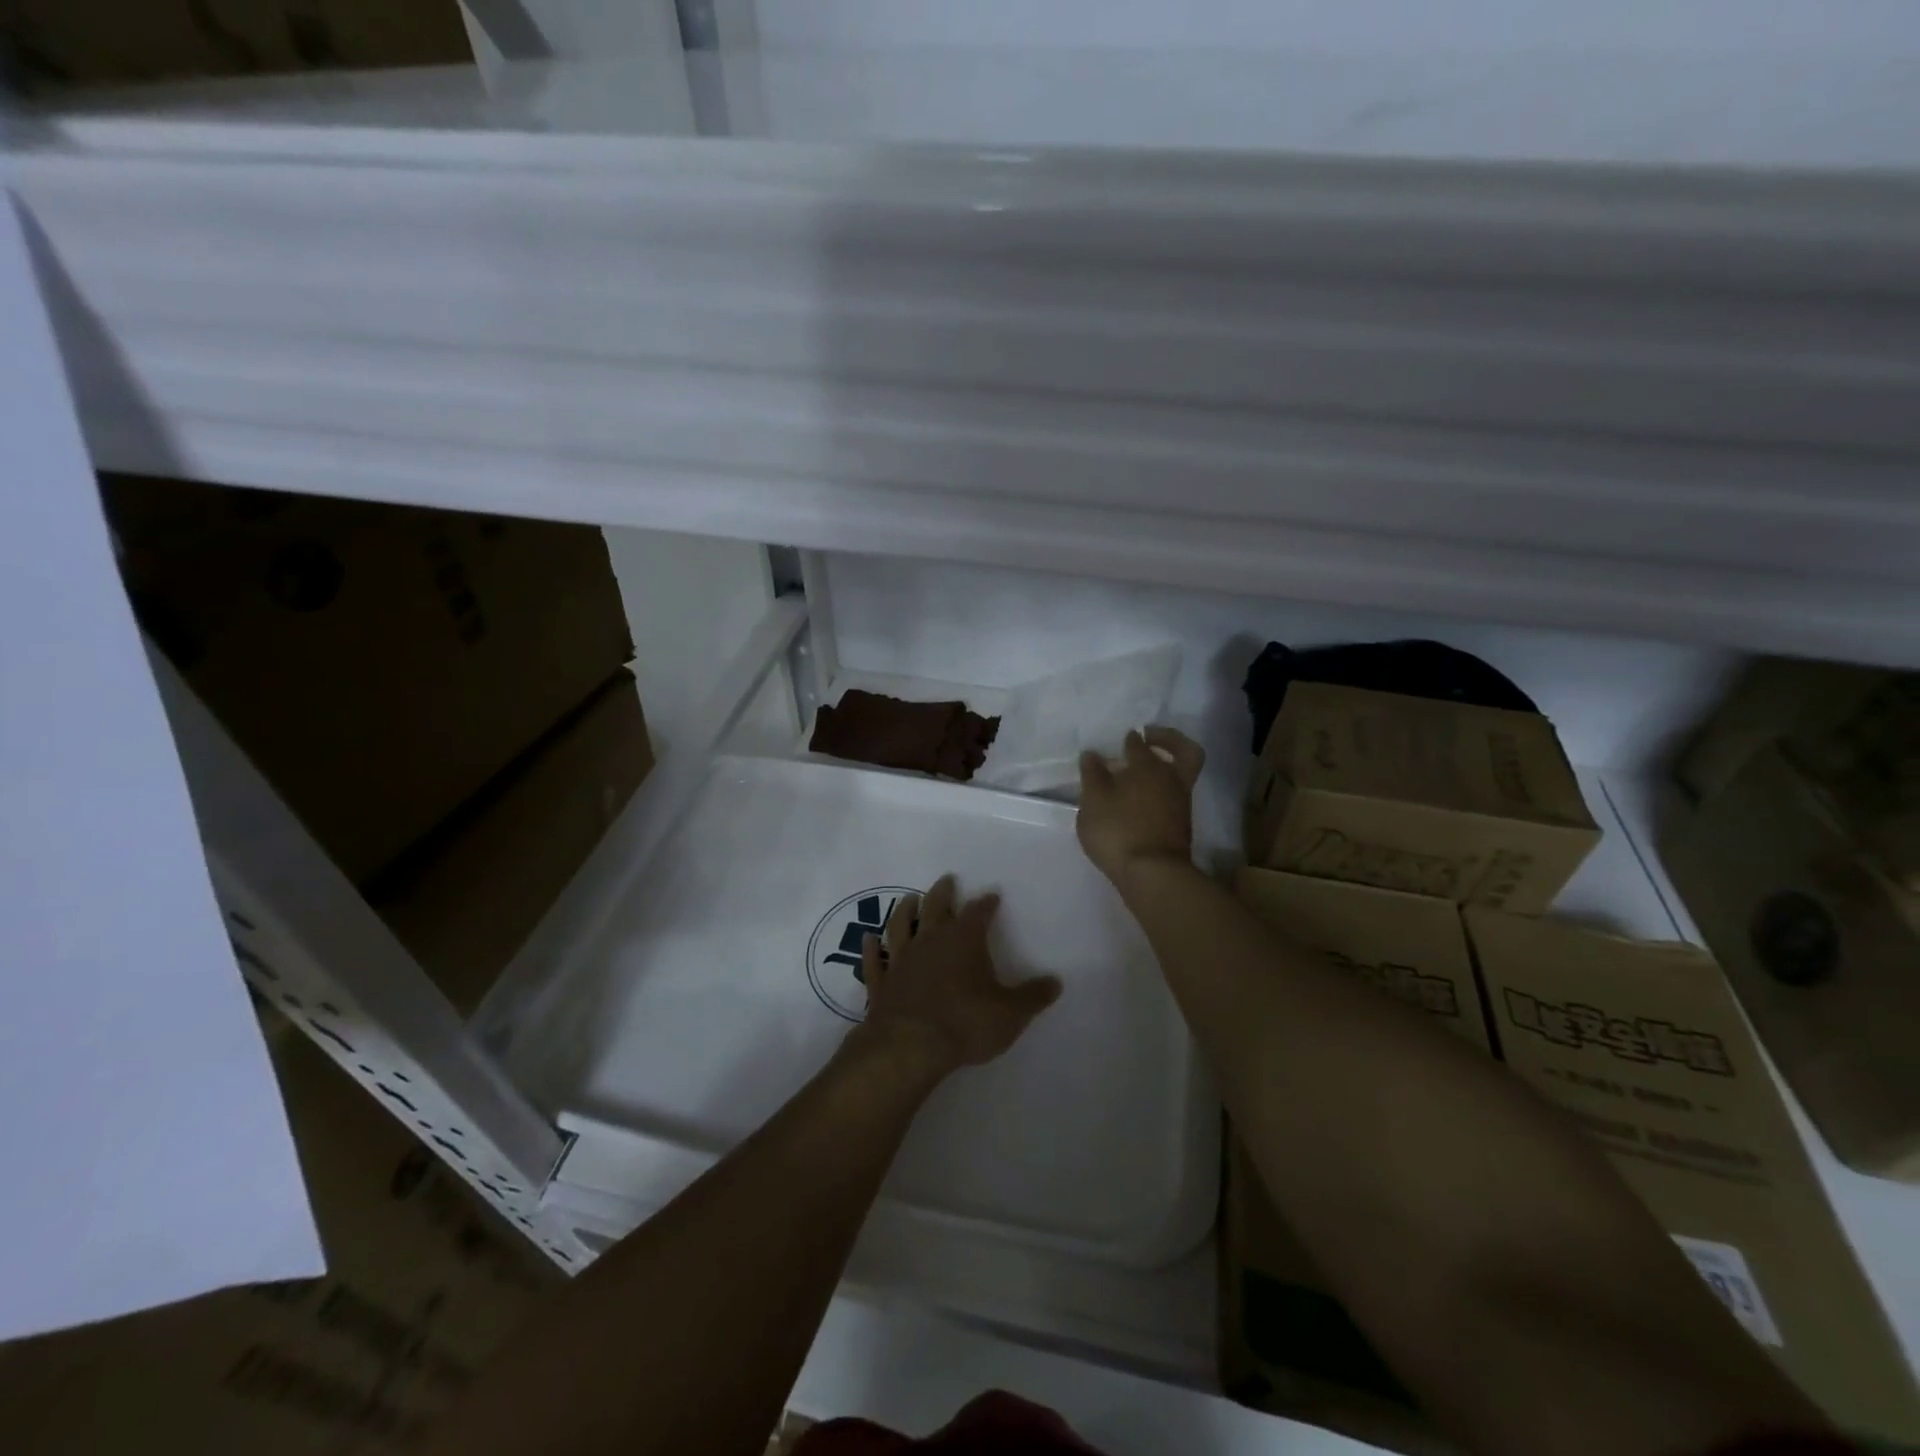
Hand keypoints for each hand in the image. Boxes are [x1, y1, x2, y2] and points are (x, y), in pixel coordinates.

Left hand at [851, 874, 1061, 1077]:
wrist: (910, 1046)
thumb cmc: (966, 1023)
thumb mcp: (1010, 1013)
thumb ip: (1033, 997)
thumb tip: (1056, 982)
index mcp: (964, 940)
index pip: (977, 912)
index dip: (985, 903)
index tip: (991, 895)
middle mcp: (930, 941)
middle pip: (935, 908)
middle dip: (943, 893)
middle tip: (946, 880)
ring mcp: (901, 960)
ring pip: (900, 926)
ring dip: (905, 911)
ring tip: (909, 899)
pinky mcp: (881, 983)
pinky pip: (874, 961)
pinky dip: (870, 949)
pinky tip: (868, 939)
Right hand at [1076, 726, 1205, 887]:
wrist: (1153, 874)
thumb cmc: (1119, 830)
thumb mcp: (1093, 801)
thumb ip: (1092, 775)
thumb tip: (1093, 754)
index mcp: (1148, 766)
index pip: (1139, 744)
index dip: (1130, 740)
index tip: (1119, 741)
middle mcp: (1170, 779)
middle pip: (1183, 751)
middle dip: (1168, 740)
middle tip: (1149, 737)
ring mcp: (1180, 803)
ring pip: (1179, 775)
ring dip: (1163, 767)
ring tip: (1136, 774)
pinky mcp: (1181, 825)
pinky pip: (1174, 796)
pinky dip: (1161, 790)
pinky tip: (1140, 799)